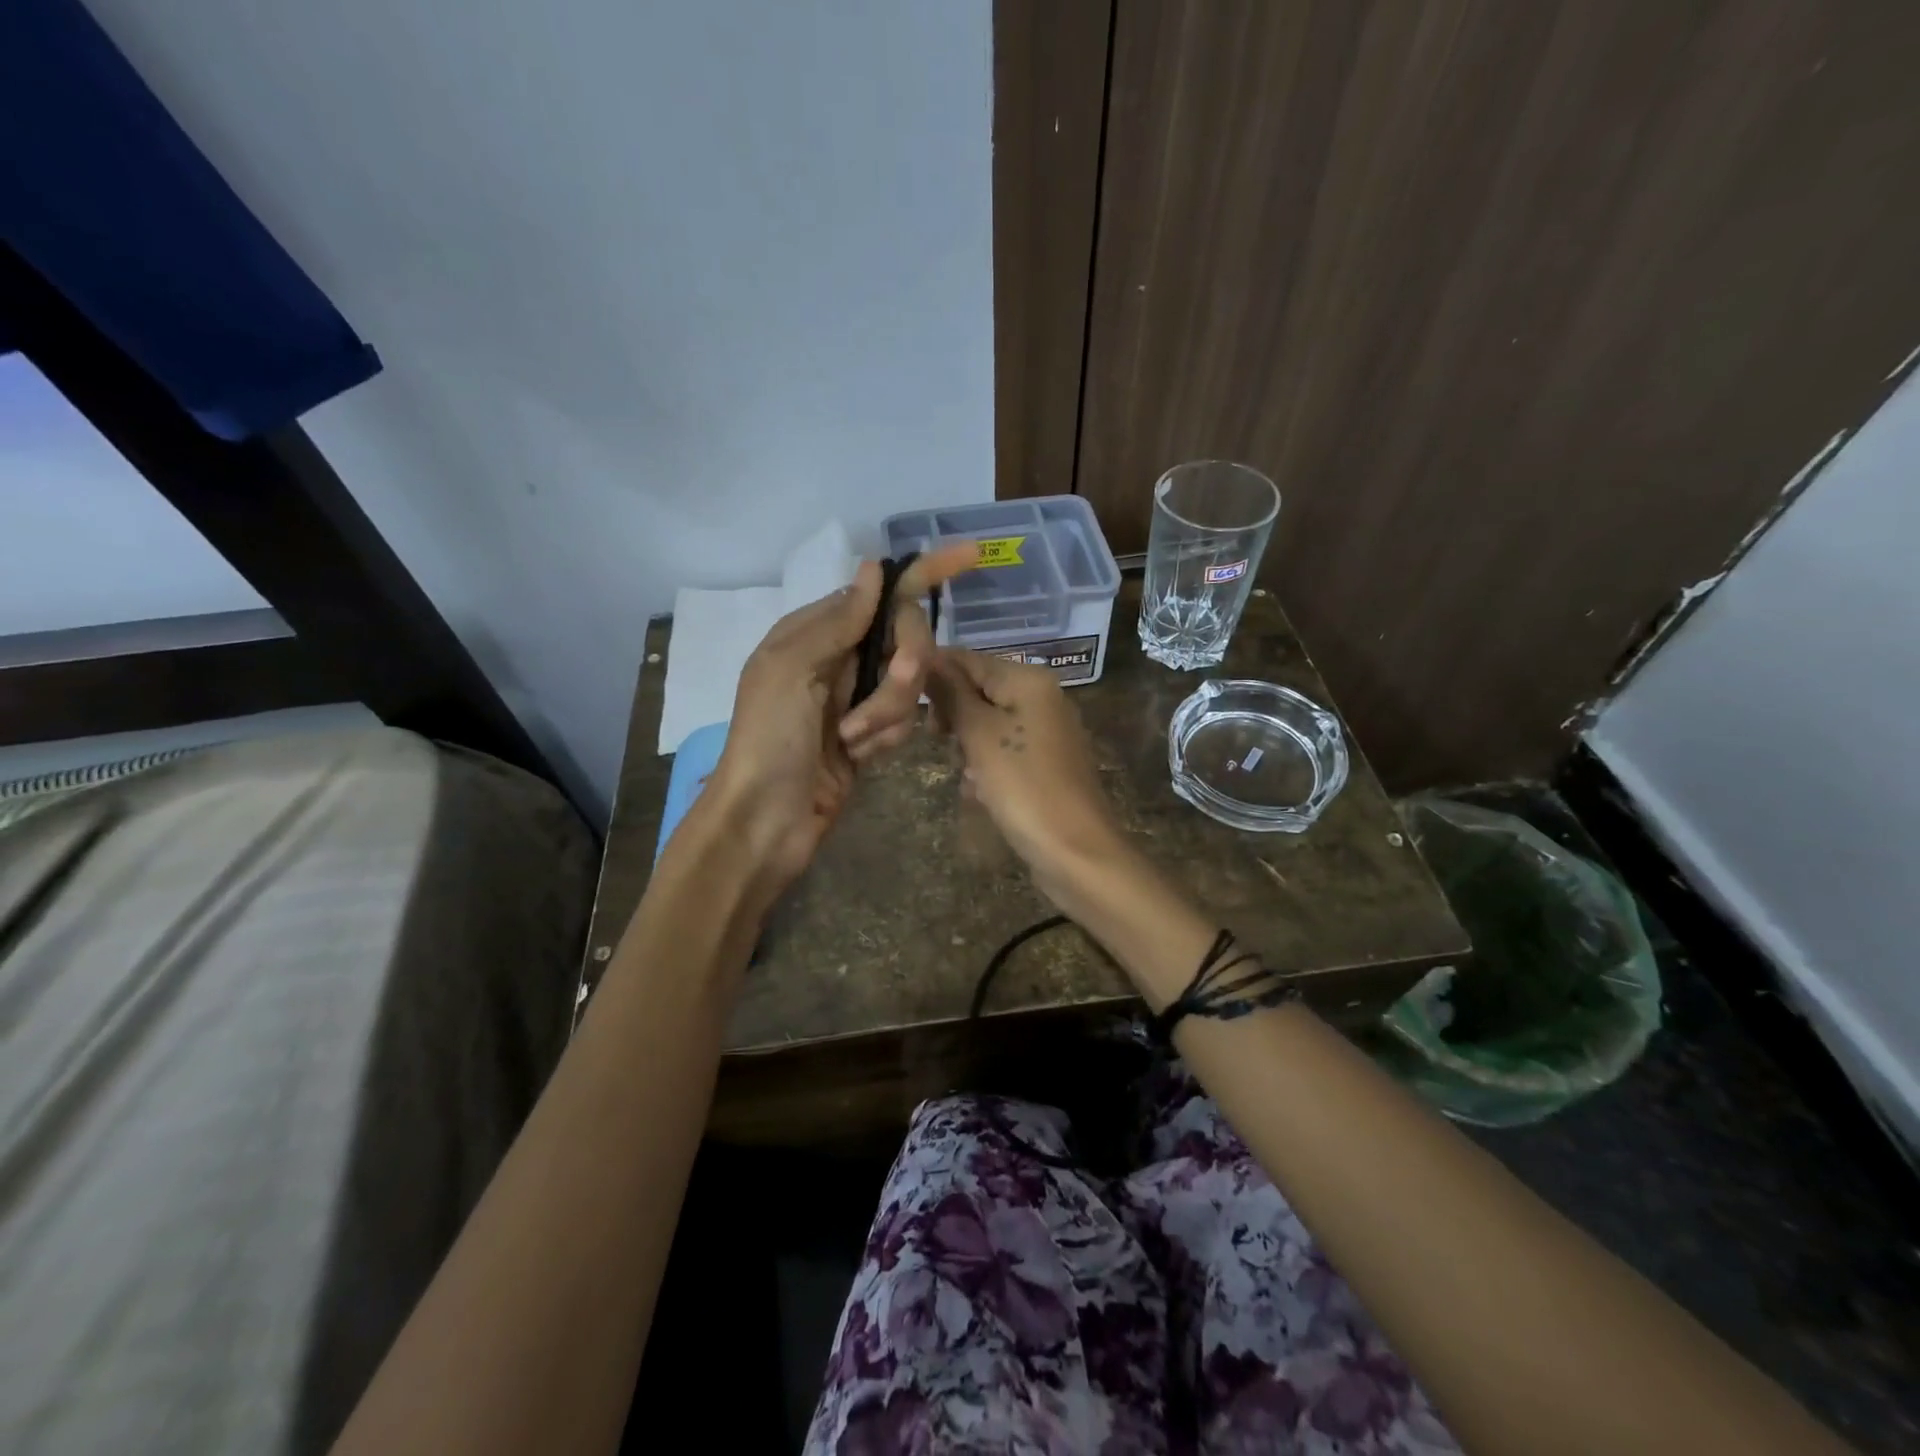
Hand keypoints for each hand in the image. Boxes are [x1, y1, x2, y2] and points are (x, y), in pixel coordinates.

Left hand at [701, 546, 975, 910]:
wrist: (767, 822)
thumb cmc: (769, 740)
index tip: (970, 554)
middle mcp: (839, 658)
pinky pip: (905, 720)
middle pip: (906, 638)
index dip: (924, 573)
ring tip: (851, 740)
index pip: (880, 592)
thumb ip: (838, 621)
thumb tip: (873, 568)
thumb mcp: (792, 671)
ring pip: (910, 684)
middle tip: (883, 694)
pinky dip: (885, 738)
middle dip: (902, 670)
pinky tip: (858, 756)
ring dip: (886, 713)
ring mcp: (856, 698)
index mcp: (815, 632)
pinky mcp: (871, 734)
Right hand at [927, 648, 1129, 903]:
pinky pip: (1005, 753)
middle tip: (939, 743)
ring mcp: (1047, 732)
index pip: (967, 659)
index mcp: (1028, 680)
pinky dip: (988, 769)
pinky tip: (982, 794)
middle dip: (953, 717)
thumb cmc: (1023, 786)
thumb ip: (951, 693)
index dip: (933, 676)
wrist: (1075, 852)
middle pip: (978, 691)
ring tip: (967, 777)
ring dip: (968, 748)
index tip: (904, 704)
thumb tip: (927, 658)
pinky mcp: (1046, 764)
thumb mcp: (979, 734)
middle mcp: (1042, 697)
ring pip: (988, 725)